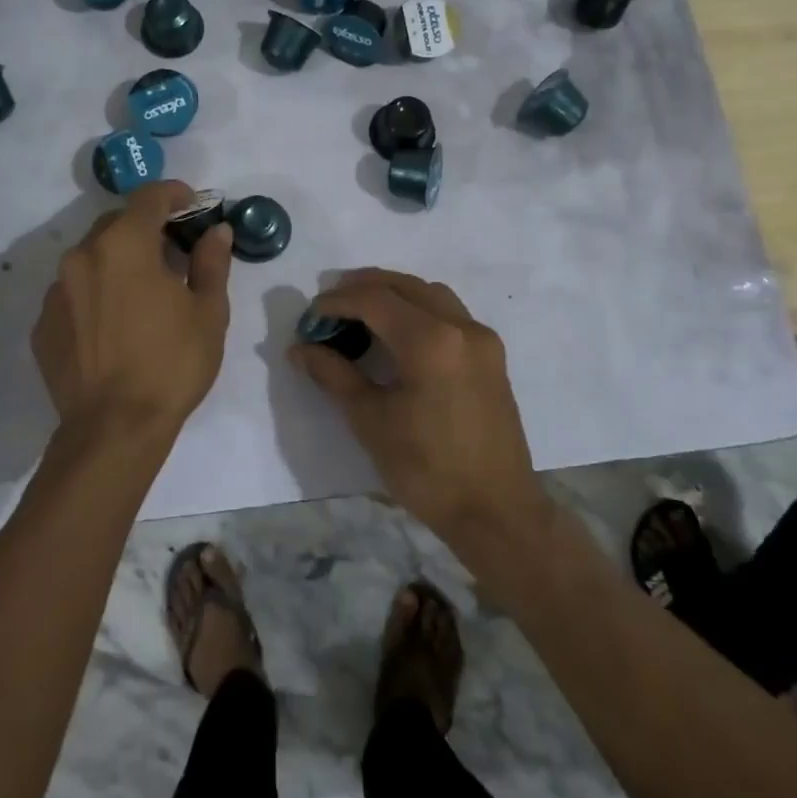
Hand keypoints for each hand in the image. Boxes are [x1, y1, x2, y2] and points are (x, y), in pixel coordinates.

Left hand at [31, 182, 232, 453]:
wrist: (113, 430)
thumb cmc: (171, 364)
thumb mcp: (208, 312)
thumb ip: (211, 262)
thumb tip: (217, 231)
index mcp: (124, 245)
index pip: (148, 197)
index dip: (174, 194)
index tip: (192, 204)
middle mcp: (82, 256)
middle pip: (117, 223)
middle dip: (146, 228)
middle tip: (173, 253)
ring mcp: (56, 291)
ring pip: (92, 257)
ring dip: (119, 260)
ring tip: (143, 291)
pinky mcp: (43, 324)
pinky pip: (74, 292)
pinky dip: (96, 293)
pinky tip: (115, 324)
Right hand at [290, 269, 549, 542]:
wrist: (496, 512)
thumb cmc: (427, 469)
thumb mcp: (370, 421)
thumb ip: (334, 374)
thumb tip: (300, 348)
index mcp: (431, 341)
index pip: (374, 299)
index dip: (337, 301)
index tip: (310, 316)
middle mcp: (461, 326)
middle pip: (405, 285)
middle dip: (364, 287)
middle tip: (330, 304)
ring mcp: (482, 339)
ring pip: (431, 294)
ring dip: (394, 293)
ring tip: (361, 313)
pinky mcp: (492, 355)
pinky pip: (450, 312)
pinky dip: (418, 309)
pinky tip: (398, 334)